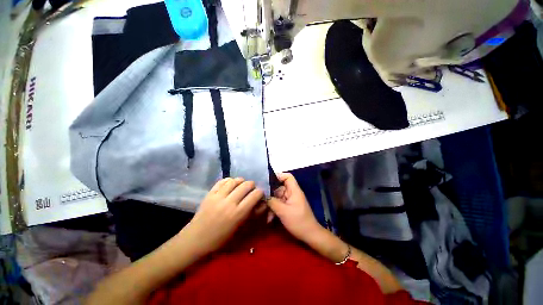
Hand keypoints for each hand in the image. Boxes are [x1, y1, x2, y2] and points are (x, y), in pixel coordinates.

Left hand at [180, 177, 263, 256]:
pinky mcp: (209, 194)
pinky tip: (230, 184)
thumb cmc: (221, 239)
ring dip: (241, 181)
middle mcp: (229, 202)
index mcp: (238, 213)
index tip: (259, 195)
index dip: (260, 192)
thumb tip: (263, 203)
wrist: (196, 240)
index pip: (255, 195)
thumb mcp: (241, 230)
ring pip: (234, 180)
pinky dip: (229, 180)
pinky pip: (222, 181)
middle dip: (252, 185)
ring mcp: (218, 196)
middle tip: (251, 189)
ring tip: (241, 185)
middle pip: (246, 185)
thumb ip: (253, 215)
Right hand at [267, 173, 320, 242]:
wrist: (310, 235)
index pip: (288, 177)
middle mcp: (292, 193)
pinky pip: (279, 204)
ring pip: (278, 197)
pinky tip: (269, 219)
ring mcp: (290, 201)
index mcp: (294, 190)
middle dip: (270, 194)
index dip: (278, 176)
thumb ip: (272, 202)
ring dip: (271, 204)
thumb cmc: (298, 221)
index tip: (267, 181)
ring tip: (265, 213)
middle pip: (279, 188)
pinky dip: (274, 210)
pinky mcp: (289, 208)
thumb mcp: (283, 211)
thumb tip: (263, 195)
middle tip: (261, 199)